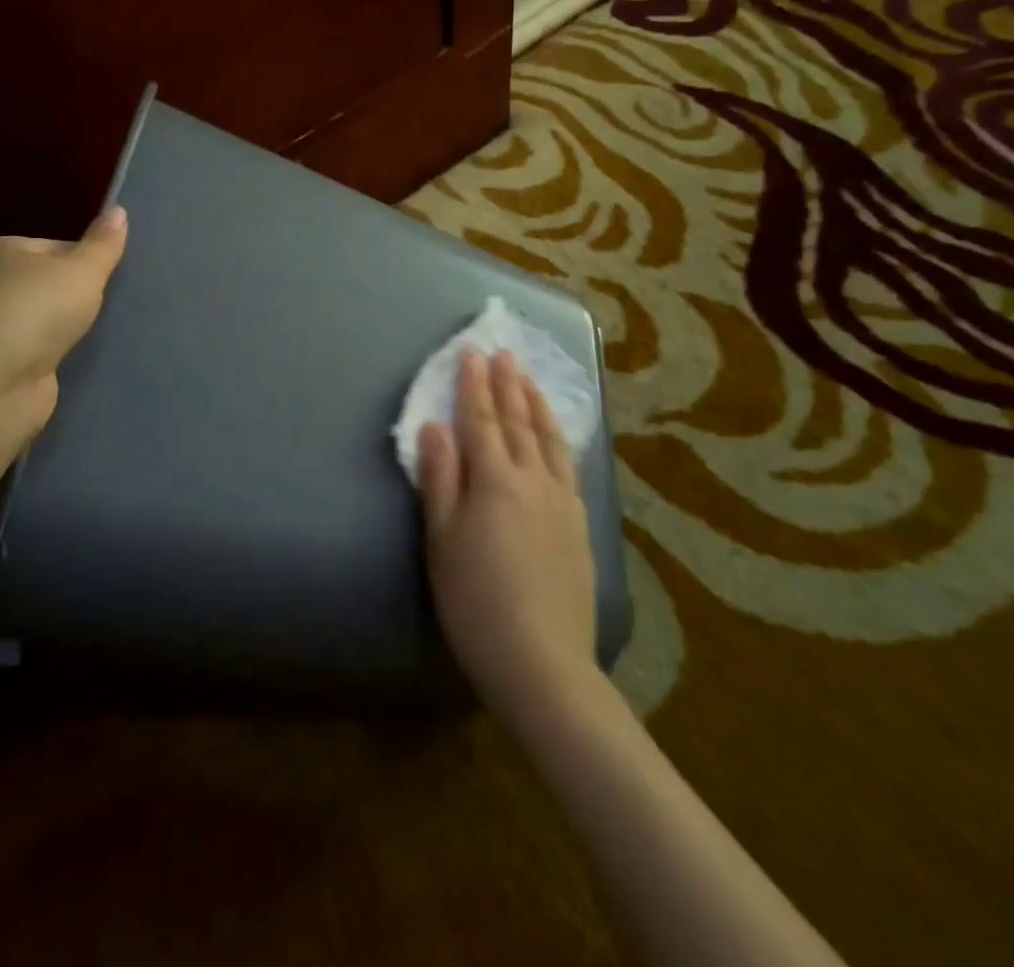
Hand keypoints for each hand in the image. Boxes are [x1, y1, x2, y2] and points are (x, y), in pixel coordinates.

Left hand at [0, 205, 128, 429]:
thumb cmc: (34, 311)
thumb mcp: (80, 270)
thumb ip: (103, 245)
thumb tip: (119, 211)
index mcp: (4, 253)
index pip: (58, 247)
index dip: (90, 259)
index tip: (120, 276)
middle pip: (55, 285)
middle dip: (85, 296)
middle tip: (125, 303)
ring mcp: (0, 331)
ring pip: (53, 323)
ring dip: (77, 330)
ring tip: (120, 332)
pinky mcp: (8, 369)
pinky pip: (49, 355)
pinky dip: (68, 359)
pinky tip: (96, 361)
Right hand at [419, 350, 599, 726]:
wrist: (542, 660)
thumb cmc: (475, 601)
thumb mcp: (442, 540)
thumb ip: (440, 478)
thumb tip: (434, 426)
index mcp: (495, 481)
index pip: (481, 421)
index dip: (474, 386)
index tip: (471, 353)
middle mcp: (533, 480)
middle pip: (518, 422)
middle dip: (508, 384)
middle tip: (503, 353)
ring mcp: (562, 501)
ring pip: (549, 438)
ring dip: (536, 403)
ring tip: (530, 379)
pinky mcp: (580, 524)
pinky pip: (568, 464)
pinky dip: (559, 437)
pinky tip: (557, 434)